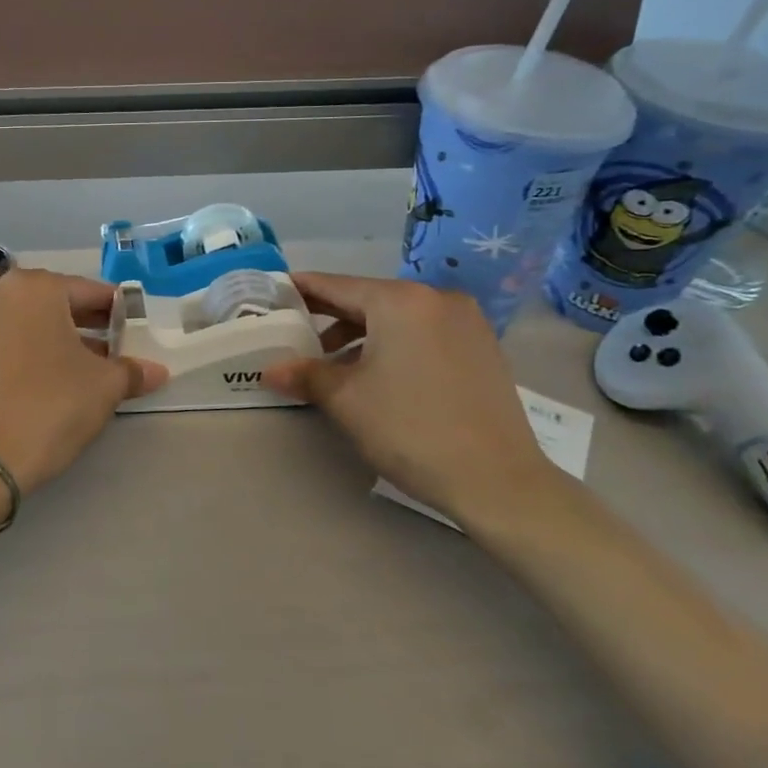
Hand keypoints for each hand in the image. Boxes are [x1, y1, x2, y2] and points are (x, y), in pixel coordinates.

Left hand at [0, 268, 167, 492]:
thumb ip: (132, 370)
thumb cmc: (51, 404)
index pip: (90, 291)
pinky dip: (31, 352)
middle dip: (88, 325)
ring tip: (88, 369)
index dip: (119, 312)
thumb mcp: (104, 385)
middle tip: (117, 350)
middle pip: (56, 303)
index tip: (137, 331)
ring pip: (30, 322)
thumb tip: (156, 371)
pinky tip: (52, 380)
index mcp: (36, 287)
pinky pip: (8, 341)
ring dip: (60, 340)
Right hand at [261, 273, 557, 524]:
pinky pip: (424, 332)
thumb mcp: (346, 401)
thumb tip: (269, 369)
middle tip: (295, 333)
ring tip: (333, 365)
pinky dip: (395, 343)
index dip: (301, 289)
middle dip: (330, 316)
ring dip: (361, 334)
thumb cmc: (411, 430)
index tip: (274, 293)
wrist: (498, 482)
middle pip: (368, 298)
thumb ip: (305, 374)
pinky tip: (377, 374)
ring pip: (397, 317)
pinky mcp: (482, 347)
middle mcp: (436, 298)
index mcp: (400, 301)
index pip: (336, 285)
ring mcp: (466, 321)